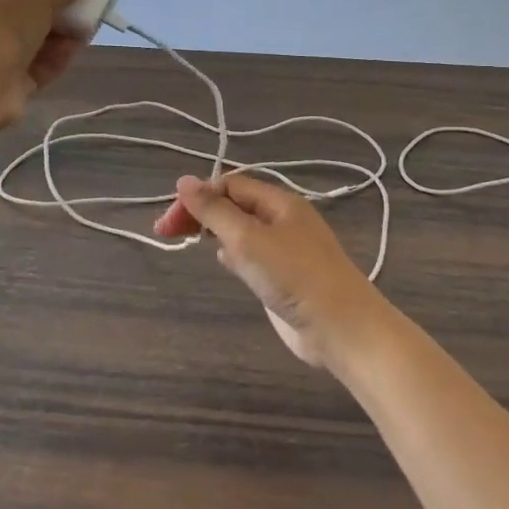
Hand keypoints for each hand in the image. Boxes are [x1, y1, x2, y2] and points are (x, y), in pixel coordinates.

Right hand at [154, 173, 391, 371]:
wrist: (341, 328)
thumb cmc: (294, 276)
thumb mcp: (248, 239)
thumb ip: (215, 211)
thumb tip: (184, 180)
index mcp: (279, 202)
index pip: (229, 185)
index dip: (197, 196)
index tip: (170, 220)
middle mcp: (283, 219)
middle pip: (234, 205)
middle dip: (200, 213)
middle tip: (167, 233)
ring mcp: (285, 249)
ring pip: (242, 229)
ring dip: (214, 230)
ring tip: (188, 240)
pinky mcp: (285, 277)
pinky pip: (252, 254)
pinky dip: (232, 253)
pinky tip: (221, 261)